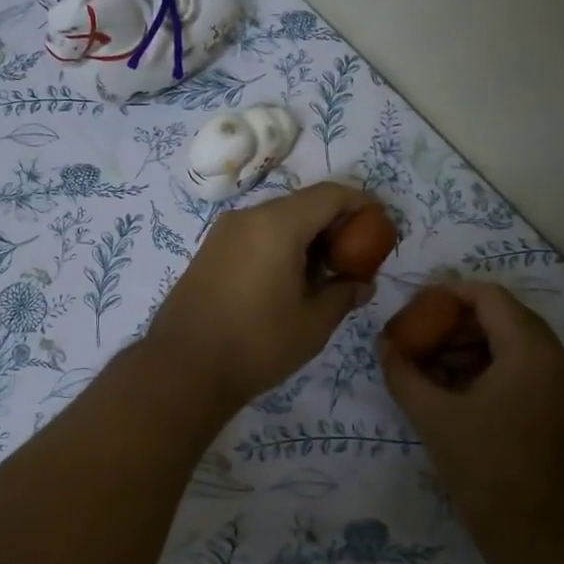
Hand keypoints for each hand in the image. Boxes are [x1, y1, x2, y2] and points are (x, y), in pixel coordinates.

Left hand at [148, 181, 375, 408]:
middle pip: (304, 204)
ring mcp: (224, 232)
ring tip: (326, 273)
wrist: (183, 368)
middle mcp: (248, 216)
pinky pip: (256, 234)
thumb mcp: (313, 323)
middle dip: (335, 223)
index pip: (330, 195)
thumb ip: (344, 294)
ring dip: (308, 236)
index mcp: (277, 225)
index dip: (361, 204)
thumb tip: (362, 283)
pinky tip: (291, 280)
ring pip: (279, 219)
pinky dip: (282, 244)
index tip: (381, 225)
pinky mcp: (210, 250)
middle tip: (357, 256)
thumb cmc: (256, 344)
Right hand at [380, 281, 563, 563]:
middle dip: (455, 324)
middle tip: (417, 339)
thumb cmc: (489, 472)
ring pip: (513, 345)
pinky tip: (456, 394)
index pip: (488, 296)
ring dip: (470, 348)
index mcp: (531, 351)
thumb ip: (403, 374)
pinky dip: (489, 370)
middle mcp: (557, 359)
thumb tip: (383, 345)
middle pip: (502, 318)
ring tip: (430, 370)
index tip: (414, 307)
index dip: (448, 294)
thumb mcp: (435, 419)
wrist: (547, 541)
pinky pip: (524, 371)